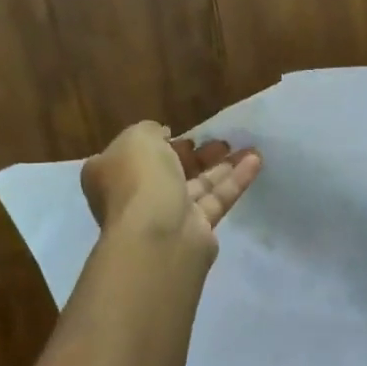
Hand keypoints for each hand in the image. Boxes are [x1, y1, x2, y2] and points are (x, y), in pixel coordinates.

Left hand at [80, 121, 262, 256]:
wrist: (159, 235)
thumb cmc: (139, 180)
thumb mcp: (138, 138)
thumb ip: (151, 130)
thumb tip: (163, 135)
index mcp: (111, 173)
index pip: (135, 154)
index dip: (158, 142)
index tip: (180, 133)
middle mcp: (136, 195)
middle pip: (170, 170)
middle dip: (195, 155)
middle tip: (219, 142)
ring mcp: (167, 215)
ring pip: (198, 185)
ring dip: (222, 165)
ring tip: (248, 147)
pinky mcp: (197, 229)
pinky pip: (217, 199)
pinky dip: (236, 180)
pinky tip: (256, 161)